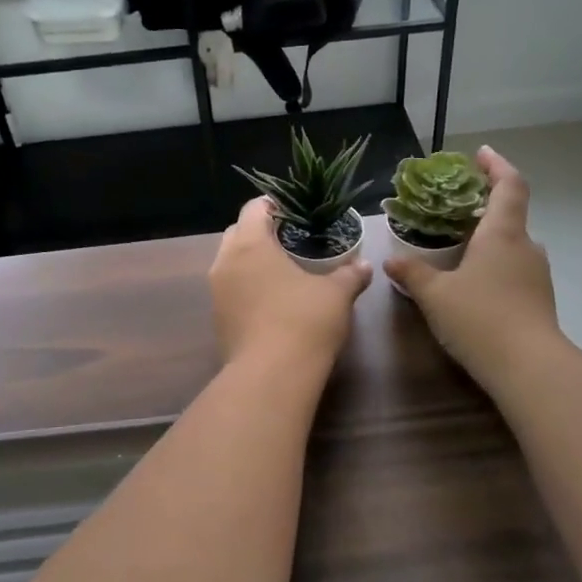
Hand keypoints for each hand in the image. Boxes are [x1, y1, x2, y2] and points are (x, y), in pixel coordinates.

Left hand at [210, 197, 370, 369]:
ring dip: (251, 262)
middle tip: (290, 240)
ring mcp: (217, 293)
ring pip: (231, 264)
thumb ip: (349, 275)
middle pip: (237, 233)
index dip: (274, 205)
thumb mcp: (336, 294)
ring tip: (281, 271)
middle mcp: (225, 263)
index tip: (294, 212)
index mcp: (250, 244)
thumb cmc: (304, 321)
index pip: (254, 208)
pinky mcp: (218, 320)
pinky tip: (272, 301)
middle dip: (259, 232)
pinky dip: (247, 288)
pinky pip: (231, 291)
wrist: (271, 376)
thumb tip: (364, 265)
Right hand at [385, 146, 560, 388]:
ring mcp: (536, 274)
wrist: (528, 366)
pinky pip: (514, 270)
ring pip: (512, 246)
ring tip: (458, 248)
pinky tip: (473, 284)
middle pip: (510, 215)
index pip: (509, 185)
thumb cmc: (479, 318)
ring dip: (488, 240)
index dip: (496, 165)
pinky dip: (494, 266)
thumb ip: (412, 274)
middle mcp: (525, 247)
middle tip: (454, 208)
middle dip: (484, 207)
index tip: (481, 154)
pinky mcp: (539, 299)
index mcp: (502, 234)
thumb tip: (391, 261)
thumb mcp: (435, 295)